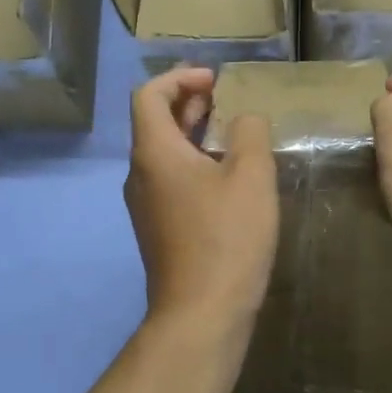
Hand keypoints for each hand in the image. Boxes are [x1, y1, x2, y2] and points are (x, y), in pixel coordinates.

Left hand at [124, 68, 277, 333]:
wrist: (201, 314)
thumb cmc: (227, 238)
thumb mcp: (251, 176)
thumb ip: (249, 133)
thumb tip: (244, 119)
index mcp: (154, 153)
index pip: (149, 95)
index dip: (179, 78)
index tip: (214, 80)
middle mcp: (139, 174)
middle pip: (153, 122)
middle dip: (187, 103)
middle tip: (224, 99)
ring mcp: (145, 205)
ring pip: (162, 153)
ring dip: (191, 133)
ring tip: (229, 133)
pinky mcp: (157, 229)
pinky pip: (169, 180)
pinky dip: (192, 163)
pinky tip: (226, 177)